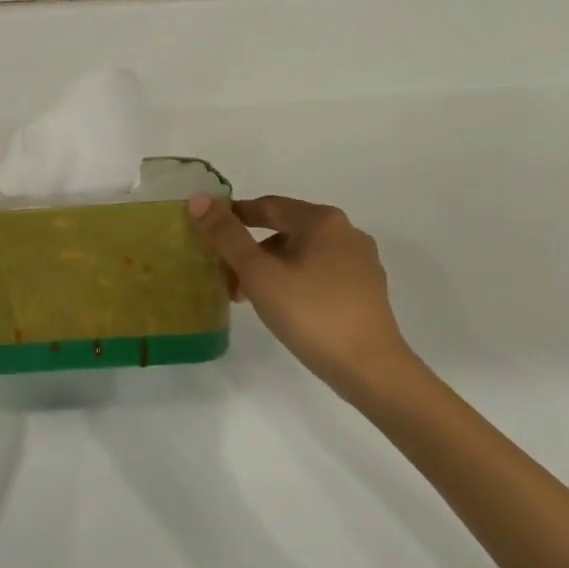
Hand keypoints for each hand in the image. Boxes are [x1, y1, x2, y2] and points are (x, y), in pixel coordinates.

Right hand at [188, 194, 421, 397]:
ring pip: (303, 254)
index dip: (235, 216)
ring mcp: (361, 262)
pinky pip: (320, 274)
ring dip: (271, 268)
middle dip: (252, 250)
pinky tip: (283, 307)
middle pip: (286, 231)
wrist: (369, 367)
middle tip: (226, 276)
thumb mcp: (258, 273)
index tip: (210, 232)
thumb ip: (227, 235)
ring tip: (249, 298)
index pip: (269, 206)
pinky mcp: (367, 290)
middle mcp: (347, 232)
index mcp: (322, 220)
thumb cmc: (309, 313)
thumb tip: (199, 199)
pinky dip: (295, 281)